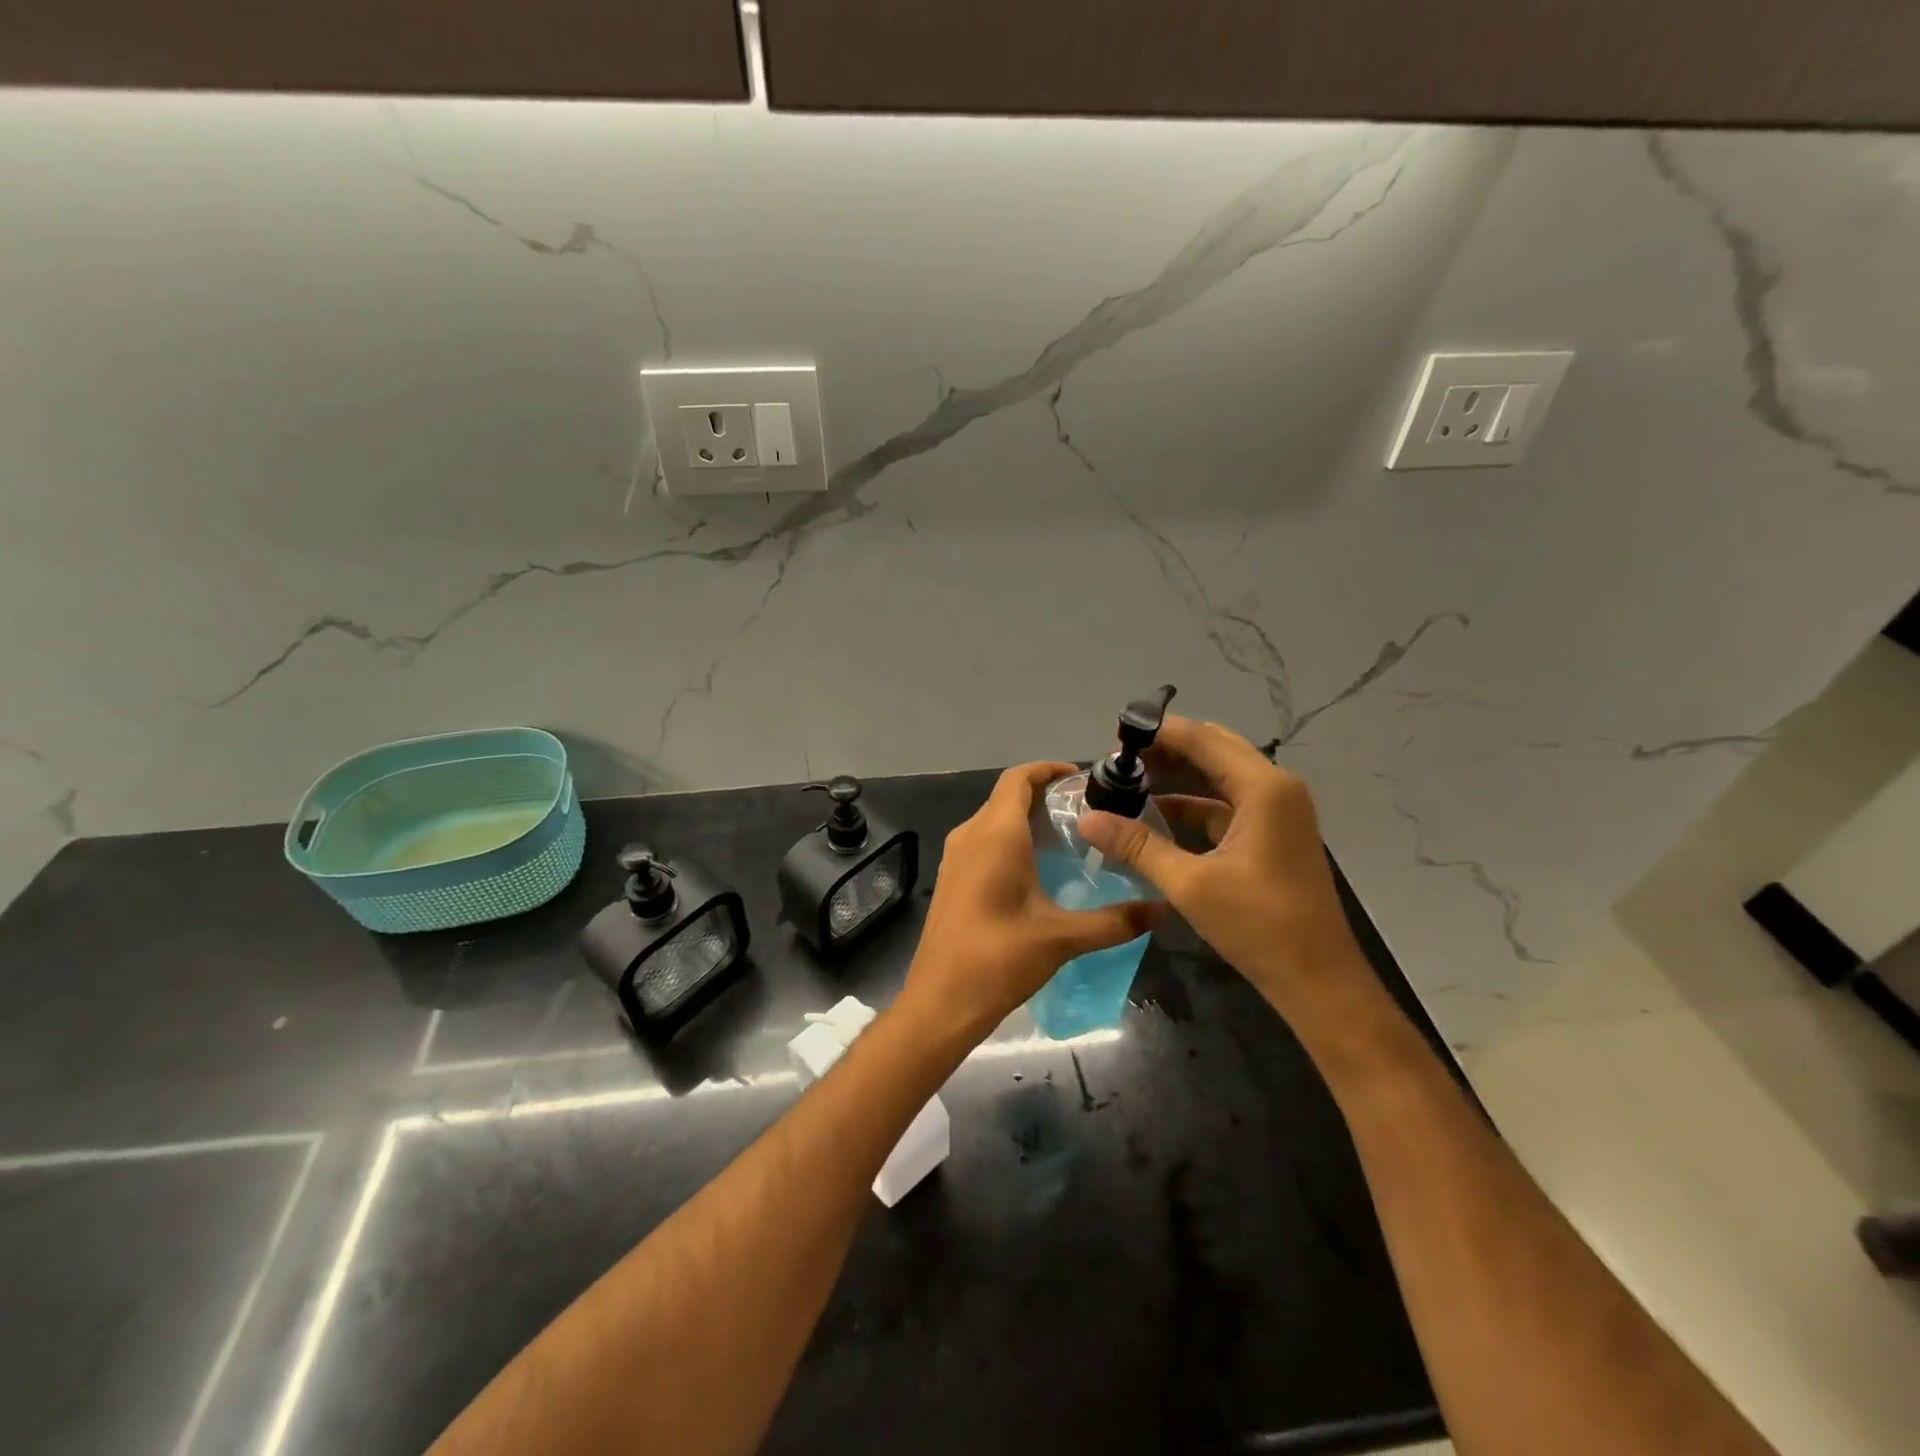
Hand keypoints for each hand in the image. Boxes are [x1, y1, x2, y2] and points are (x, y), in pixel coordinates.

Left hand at [898, 761, 1164, 1048]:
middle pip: (1007, 796)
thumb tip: (1163, 910)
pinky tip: (1038, 867)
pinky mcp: (951, 877)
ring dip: (1027, 817)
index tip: (1082, 777)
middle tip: (1088, 810)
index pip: (1018, 778)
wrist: (940, 1001)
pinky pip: (983, 840)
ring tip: (1070, 836)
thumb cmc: (999, 959)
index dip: (1048, 769)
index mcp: (995, 834)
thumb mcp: (1062, 938)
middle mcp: (971, 835)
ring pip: (993, 818)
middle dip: (1044, 794)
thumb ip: (1115, 921)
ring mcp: (956, 856)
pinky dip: (1011, 838)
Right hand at [1077, 718, 1367, 1018]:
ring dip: (1179, 775)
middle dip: (1167, 750)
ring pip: (1221, 776)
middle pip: (1215, 749)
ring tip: (1131, 781)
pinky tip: (1158, 814)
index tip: (1114, 737)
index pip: (1204, 739)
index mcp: (1263, 788)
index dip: (1159, 732)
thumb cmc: (1258, 926)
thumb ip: (1137, 845)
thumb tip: (1086, 819)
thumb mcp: (1189, 884)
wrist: (1318, 981)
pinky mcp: (1274, 834)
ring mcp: (1278, 811)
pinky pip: (1227, 804)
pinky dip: (1194, 804)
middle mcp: (1276, 788)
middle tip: (1118, 760)